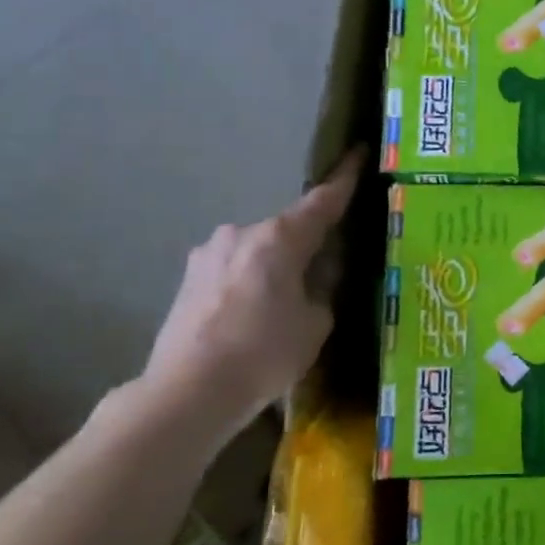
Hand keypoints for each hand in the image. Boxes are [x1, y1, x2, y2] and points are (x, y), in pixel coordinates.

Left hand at [142, 150, 363, 428]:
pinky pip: (233, 270)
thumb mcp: (315, 324)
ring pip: (258, 251)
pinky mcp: (188, 280)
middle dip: (307, 244)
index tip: (359, 152)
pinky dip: (249, 283)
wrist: (186, 393)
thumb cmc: (264, 353)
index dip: (345, 178)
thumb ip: (322, 291)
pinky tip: (252, 317)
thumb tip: (315, 281)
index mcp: (280, 238)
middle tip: (326, 270)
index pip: (323, 200)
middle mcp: (242, 233)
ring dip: (275, 266)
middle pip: (288, 230)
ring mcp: (209, 254)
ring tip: (283, 305)